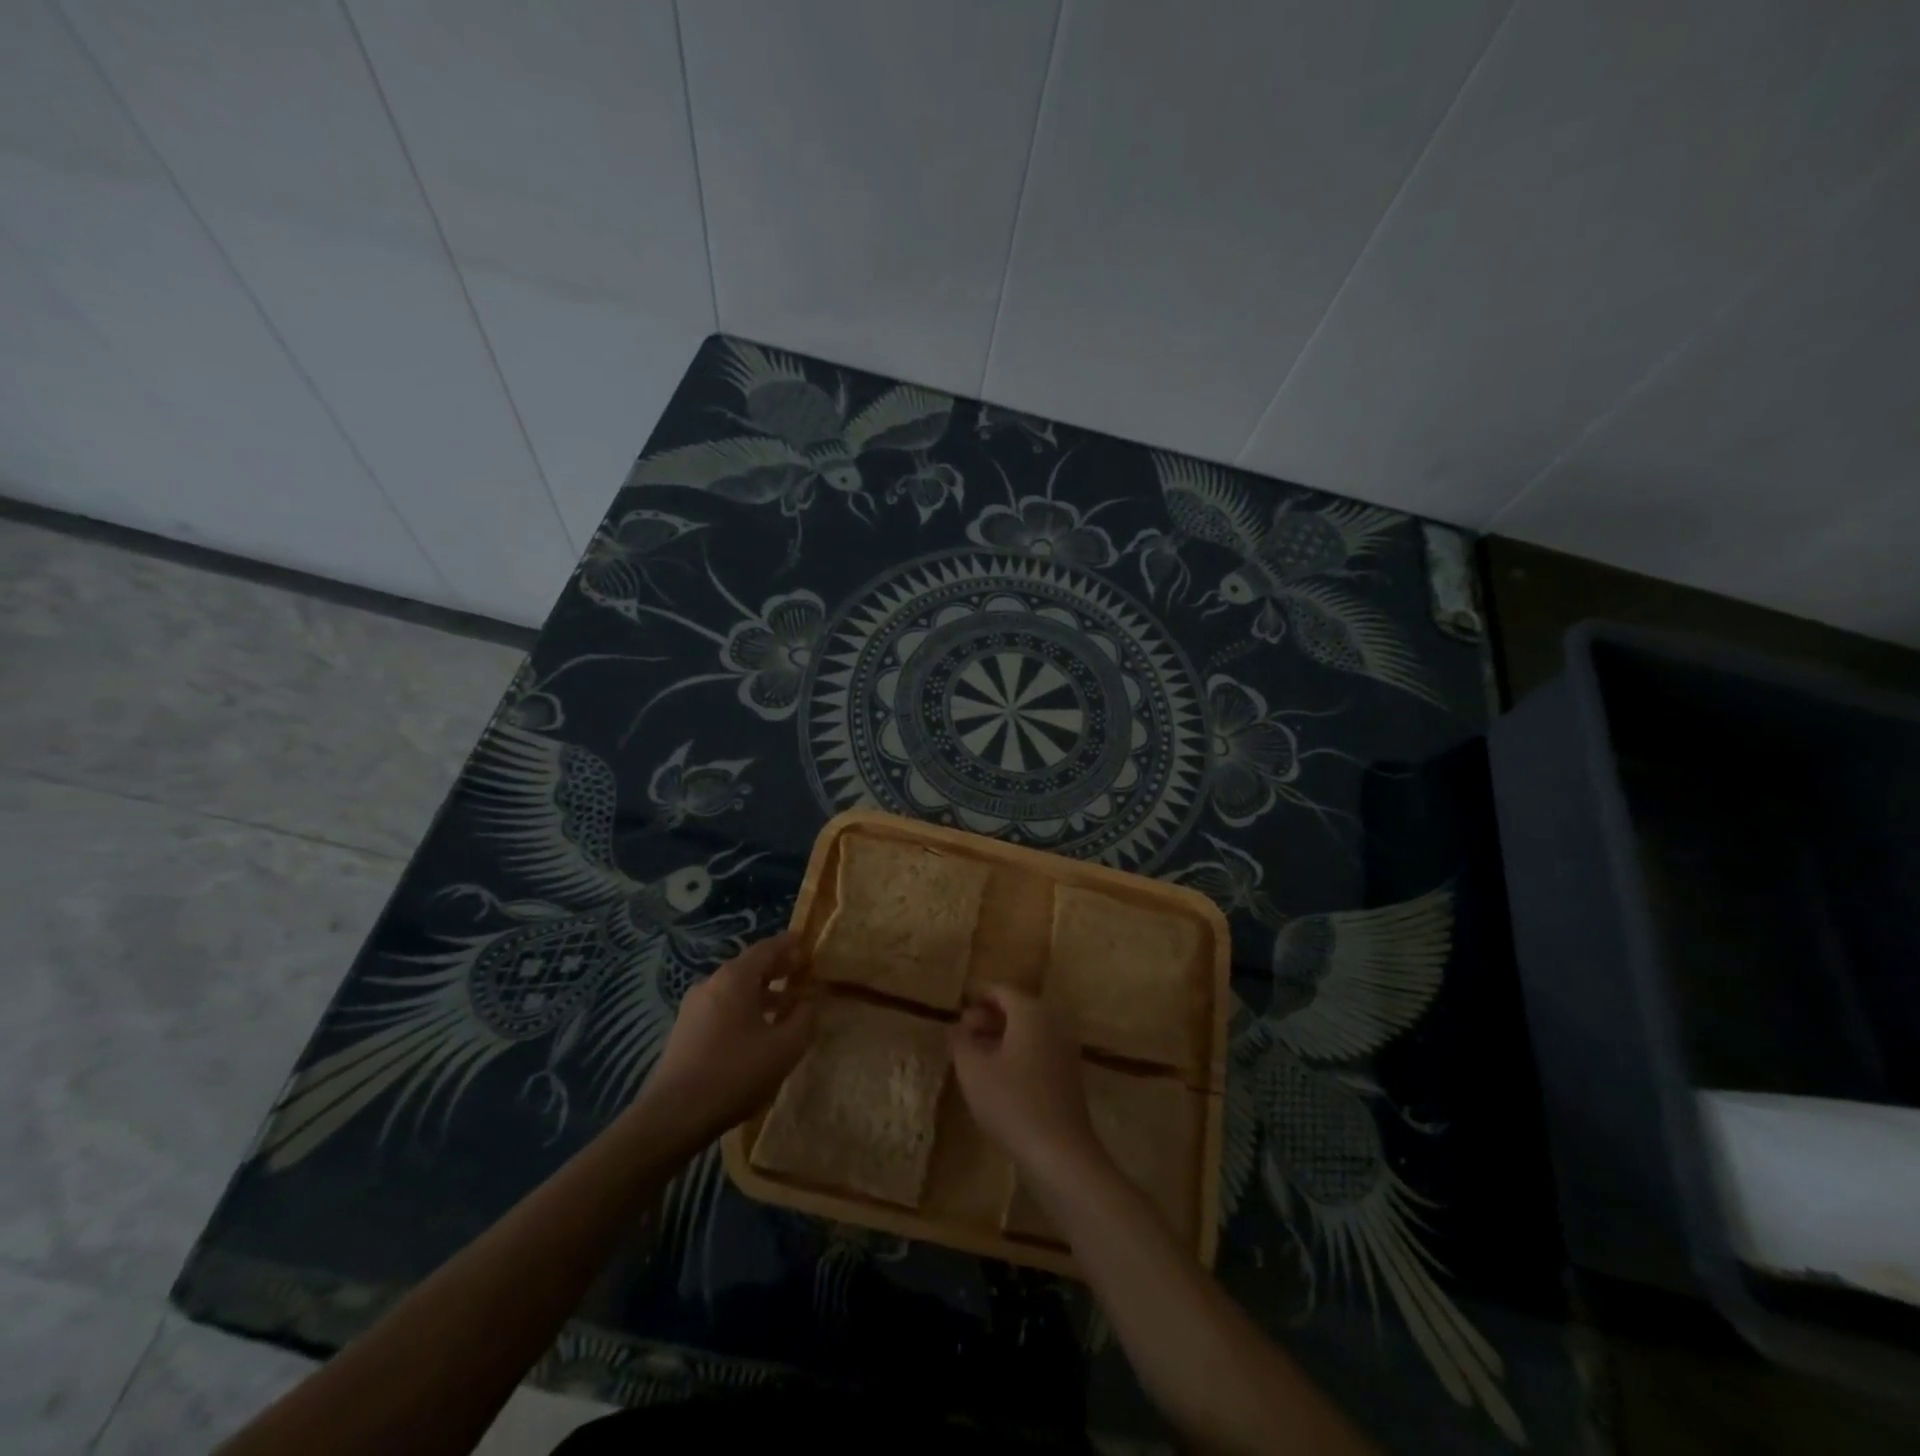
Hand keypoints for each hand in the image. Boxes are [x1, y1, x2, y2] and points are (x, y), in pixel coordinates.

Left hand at [636, 932, 815, 1144]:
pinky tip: (759, 1029)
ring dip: (763, 992)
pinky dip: (745, 1008)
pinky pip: (722, 1007)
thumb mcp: (784, 1047)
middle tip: (802, 970)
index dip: (789, 944)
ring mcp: (694, 1007)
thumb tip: (812, 1001)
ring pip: (735, 989)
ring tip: (787, 1005)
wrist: (674, 1115)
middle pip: (749, 966)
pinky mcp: (685, 1030)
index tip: (806, 941)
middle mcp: (711, 983)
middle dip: (777, 967)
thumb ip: (805, 1019)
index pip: (766, 948)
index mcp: (735, 978)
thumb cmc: (735, 1073)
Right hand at [950, 986, 1105, 1186]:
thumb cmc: (1012, 1103)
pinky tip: (998, 1074)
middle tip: (963, 1032)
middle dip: (988, 1016)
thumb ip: (961, 1041)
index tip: (958, 1003)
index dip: (977, 995)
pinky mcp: (1069, 1072)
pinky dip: (1018, 1050)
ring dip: (1002, 1035)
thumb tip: (956, 1026)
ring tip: (975, 1054)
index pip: (1001, 990)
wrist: (1061, 1151)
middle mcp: (1053, 1021)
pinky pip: (1039, 1047)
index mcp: (1031, 1012)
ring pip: (1028, 1029)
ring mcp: (1065, 1046)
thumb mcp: (973, 1070)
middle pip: (1017, 1007)